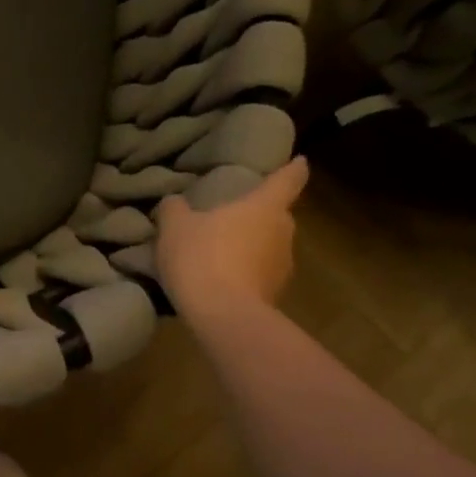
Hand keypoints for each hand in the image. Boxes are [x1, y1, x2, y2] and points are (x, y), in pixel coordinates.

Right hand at [154, 157, 308, 322]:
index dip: (294, 169)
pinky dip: (245, 274)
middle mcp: (283, 232)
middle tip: (232, 218)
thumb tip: (175, 202)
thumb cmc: (202, 257)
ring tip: (220, 254)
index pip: (288, 180)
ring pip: (268, 247)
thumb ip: (175, 209)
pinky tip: (220, 281)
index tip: (300, 162)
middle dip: (258, 215)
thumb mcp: (175, 227)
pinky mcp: (275, 295)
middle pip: (276, 216)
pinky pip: (259, 275)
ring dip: (250, 248)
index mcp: (264, 207)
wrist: (223, 314)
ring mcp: (283, 266)